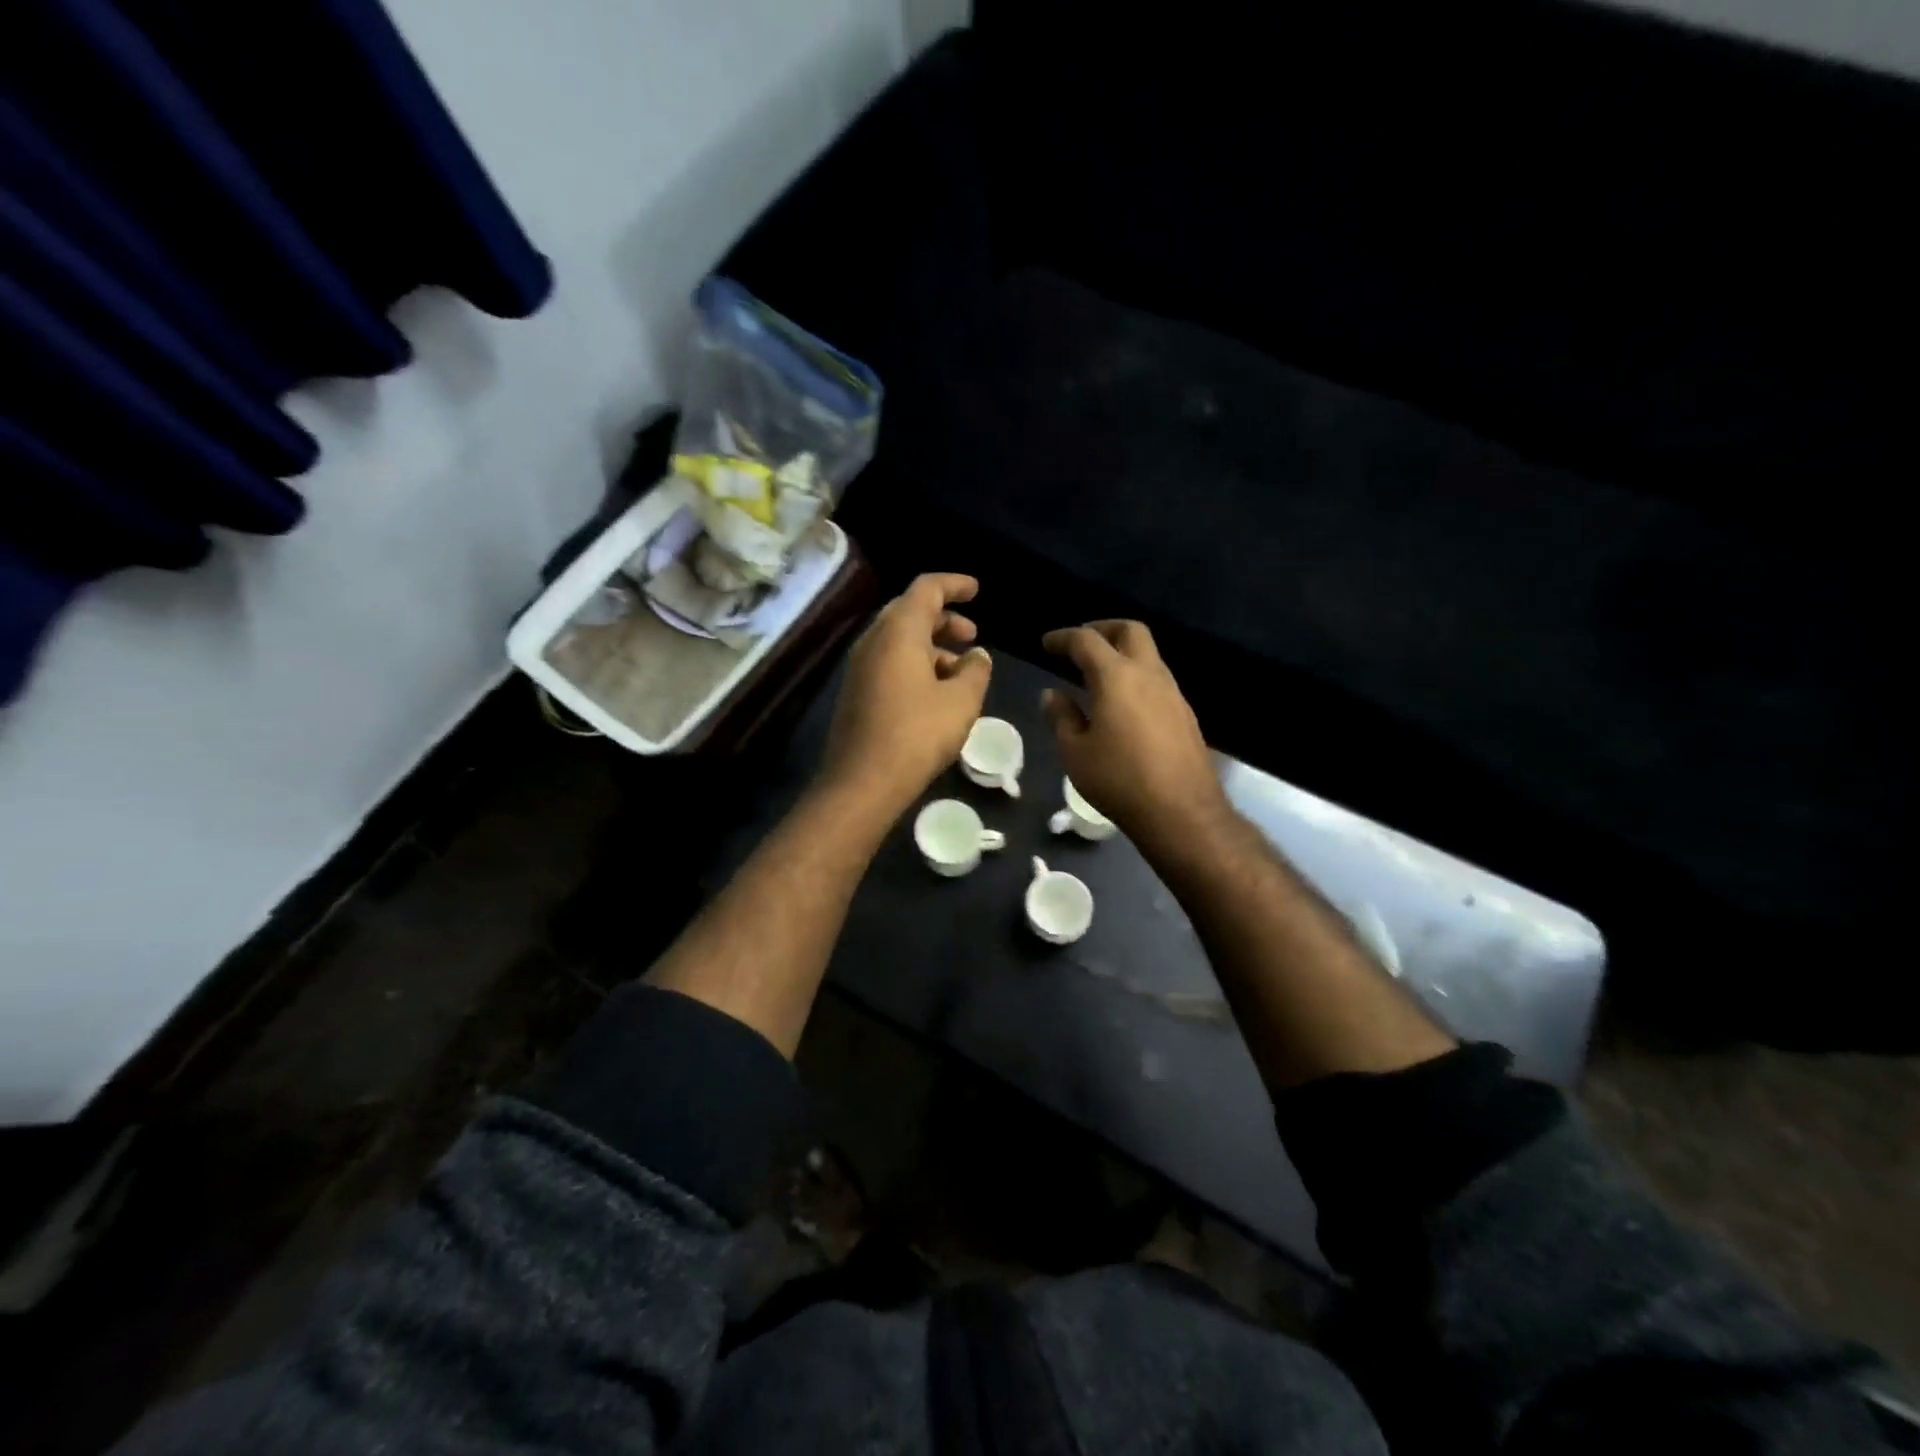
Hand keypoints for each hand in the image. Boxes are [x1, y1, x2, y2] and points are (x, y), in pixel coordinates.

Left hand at [821, 574, 991, 819]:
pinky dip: (916, 665)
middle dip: (945, 619)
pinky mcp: (856, 692)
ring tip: (961, 670)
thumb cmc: (917, 734)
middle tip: (972, 635)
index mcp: (898, 632)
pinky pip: (890, 663)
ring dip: (933, 647)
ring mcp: (860, 667)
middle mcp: (874, 641)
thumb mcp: (961, 701)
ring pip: (900, 641)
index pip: (927, 589)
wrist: (861, 782)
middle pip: (910, 613)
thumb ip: (976, 670)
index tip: (977, 590)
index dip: (955, 584)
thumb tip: (977, 656)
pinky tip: (937, 693)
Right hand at [1042, 620, 1227, 847]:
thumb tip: (1053, 694)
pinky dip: (1136, 677)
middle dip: (1103, 629)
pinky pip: (1158, 680)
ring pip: (1149, 655)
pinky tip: (1123, 704)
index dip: (1063, 637)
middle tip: (1080, 644)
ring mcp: (1173, 693)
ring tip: (1098, 675)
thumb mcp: (1075, 752)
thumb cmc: (1118, 780)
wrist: (1181, 812)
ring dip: (1123, 653)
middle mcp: (1149, 674)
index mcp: (1116, 677)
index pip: (1086, 641)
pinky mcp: (1185, 714)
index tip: (1047, 643)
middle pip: (1130, 631)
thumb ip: (1061, 717)